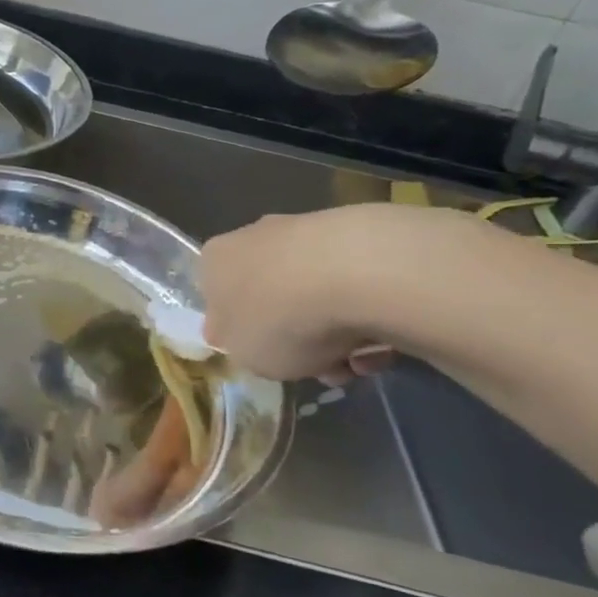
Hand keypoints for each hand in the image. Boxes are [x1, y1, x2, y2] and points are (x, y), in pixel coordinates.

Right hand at [201, 205, 471, 383]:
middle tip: (320, 367)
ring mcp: (304, 230)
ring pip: (314, 294)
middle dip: (296, 335)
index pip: (219, 300)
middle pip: (271, 298)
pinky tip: (383, 341)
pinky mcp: (354, 231)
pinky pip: (354, 285)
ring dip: (336, 333)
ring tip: (360, 361)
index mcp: (214, 262)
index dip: (243, 334)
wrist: (354, 275)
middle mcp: (253, 237)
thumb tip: (246, 336)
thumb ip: (240, 347)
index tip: (268, 358)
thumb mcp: (244, 356)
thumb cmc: (279, 320)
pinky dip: (366, 314)